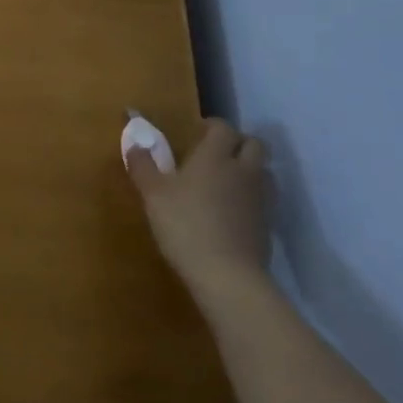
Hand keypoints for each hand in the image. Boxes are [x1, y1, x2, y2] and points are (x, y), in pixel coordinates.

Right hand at [127, 118, 272, 302]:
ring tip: (228, 181)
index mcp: (215, 156)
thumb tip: (134, 142)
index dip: (212, 126)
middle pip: (254, 144)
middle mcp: (243, 171)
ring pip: (264, 172)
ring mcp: (260, 199)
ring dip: (250, 170)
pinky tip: (234, 212)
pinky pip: (264, 200)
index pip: (223, 128)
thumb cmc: (185, 225)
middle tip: (216, 153)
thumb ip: (143, 165)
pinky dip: (252, 199)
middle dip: (238, 143)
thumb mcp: (153, 194)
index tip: (196, 132)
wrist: (227, 276)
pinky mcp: (268, 226)